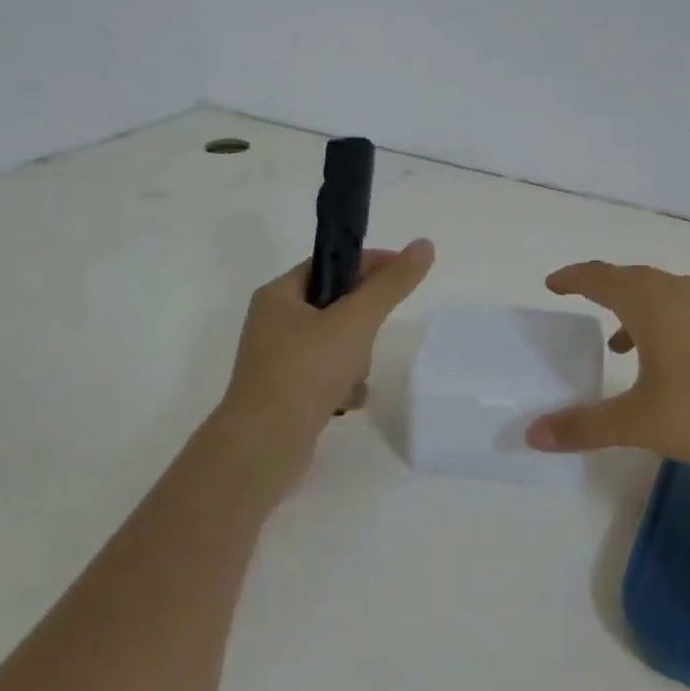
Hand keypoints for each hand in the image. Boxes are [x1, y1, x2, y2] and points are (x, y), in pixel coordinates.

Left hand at [222, 239, 435, 440]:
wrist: (264, 445)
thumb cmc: (306, 371)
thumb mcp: (356, 320)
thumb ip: (391, 284)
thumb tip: (424, 245)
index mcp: (279, 295)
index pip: (331, 263)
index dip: (370, 265)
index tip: (403, 276)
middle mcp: (273, 323)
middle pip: (335, 305)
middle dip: (363, 321)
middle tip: (373, 335)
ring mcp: (277, 360)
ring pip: (334, 342)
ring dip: (356, 357)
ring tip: (356, 375)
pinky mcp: (286, 392)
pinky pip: (326, 375)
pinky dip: (344, 384)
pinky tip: (351, 400)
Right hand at [525, 261, 689, 466]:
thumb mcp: (641, 421)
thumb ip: (586, 425)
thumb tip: (532, 433)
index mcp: (650, 302)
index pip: (600, 277)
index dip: (573, 278)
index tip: (552, 283)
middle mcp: (680, 292)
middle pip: (633, 279)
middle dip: (604, 290)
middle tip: (582, 303)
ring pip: (663, 295)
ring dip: (636, 311)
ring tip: (619, 343)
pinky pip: (688, 312)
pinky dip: (666, 325)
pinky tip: (671, 363)